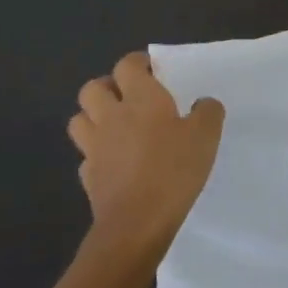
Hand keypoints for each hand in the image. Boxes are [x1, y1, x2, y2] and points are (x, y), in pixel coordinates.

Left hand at [69, 52, 223, 261]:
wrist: (136, 223)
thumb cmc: (173, 170)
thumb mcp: (206, 136)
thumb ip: (208, 112)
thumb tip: (202, 103)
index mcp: (141, 99)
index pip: (127, 65)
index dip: (137, 63)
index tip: (152, 70)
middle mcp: (112, 116)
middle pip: (92, 88)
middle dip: (108, 87)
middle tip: (129, 96)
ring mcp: (94, 147)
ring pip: (80, 119)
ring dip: (93, 116)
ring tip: (115, 126)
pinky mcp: (88, 176)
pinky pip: (86, 155)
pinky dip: (96, 153)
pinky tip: (114, 162)